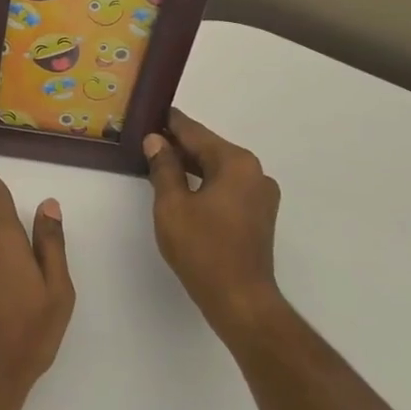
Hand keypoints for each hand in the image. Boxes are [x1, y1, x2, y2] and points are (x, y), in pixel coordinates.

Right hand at [144, 109, 286, 344]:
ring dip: (192, 165)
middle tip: (149, 137)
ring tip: (161, 161)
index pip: (196, 134)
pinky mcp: (259, 215)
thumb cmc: (203, 249)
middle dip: (180, 144)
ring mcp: (261, 195)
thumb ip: (164, 168)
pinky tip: (183, 188)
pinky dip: (205, 183)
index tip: (153, 110)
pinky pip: (227, 187)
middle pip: (210, 149)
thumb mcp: (172, 205)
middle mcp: (254, 172)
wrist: (240, 299)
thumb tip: (156, 140)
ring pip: (219, 169)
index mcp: (236, 163)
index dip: (172, 123)